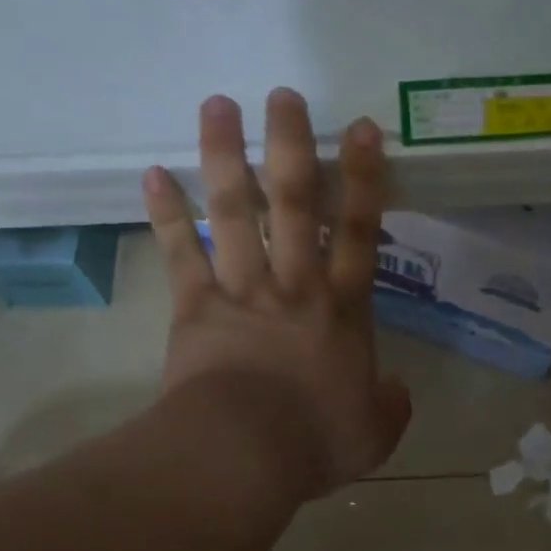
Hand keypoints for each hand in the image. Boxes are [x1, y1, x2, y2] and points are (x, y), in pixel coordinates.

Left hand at [144, 90, 412, 500]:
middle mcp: (295, 285)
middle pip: (296, 203)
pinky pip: (181, 252)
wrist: (244, 454)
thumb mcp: (375, 434)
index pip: (361, 232)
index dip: (363, 179)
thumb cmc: (315, 442)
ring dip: (227, 156)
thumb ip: (392, 407)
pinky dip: (167, 214)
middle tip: (282, 95)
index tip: (360, 129)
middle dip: (291, 145)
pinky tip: (153, 174)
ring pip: (237, 211)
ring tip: (217, 104)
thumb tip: (397, 391)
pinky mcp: (196, 306)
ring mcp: (242, 290)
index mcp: (342, 311)